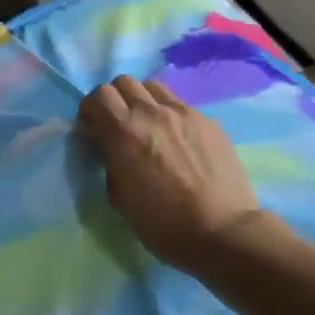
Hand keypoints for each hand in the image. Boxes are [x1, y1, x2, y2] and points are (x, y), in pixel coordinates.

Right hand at [77, 75, 263, 268]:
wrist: (224, 233)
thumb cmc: (164, 224)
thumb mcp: (119, 196)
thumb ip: (109, 160)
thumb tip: (109, 146)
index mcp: (124, 132)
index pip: (98, 96)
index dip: (91, 110)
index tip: (93, 129)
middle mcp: (151, 113)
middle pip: (123, 82)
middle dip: (115, 99)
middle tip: (118, 124)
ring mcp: (183, 113)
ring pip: (152, 86)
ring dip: (142, 99)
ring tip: (148, 125)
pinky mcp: (208, 121)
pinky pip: (180, 105)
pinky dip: (170, 115)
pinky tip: (179, 141)